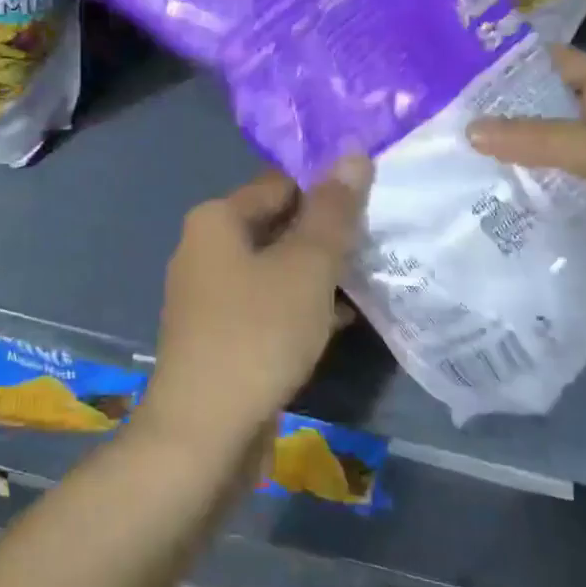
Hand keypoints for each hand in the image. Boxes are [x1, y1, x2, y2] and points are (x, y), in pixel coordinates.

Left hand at [144, 158, 372, 452]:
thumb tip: (354, 152)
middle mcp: (206, 250)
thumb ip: (333, 210)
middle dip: (326, 233)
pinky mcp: (221, 336)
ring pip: (276, 269)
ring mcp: (210, 296)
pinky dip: (302, 306)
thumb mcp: (307, 266)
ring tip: (373, 274)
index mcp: (216, 220)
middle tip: (380, 238)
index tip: (373, 202)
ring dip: (318, 272)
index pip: (280, 183)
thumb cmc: (257, 333)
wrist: (204, 434)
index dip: (326, 188)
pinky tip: (344, 318)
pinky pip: (269, 306)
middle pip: (277, 225)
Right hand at [468, 48, 585, 294]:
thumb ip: (539, 140)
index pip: (546, 63)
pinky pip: (570, 184)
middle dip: (501, 119)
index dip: (503, 66)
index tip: (451, 79)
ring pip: (555, 150)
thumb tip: (468, 131)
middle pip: (545, 108)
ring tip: (458, 166)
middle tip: (442, 130)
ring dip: (519, 158)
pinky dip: (543, 190)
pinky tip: (502, 201)